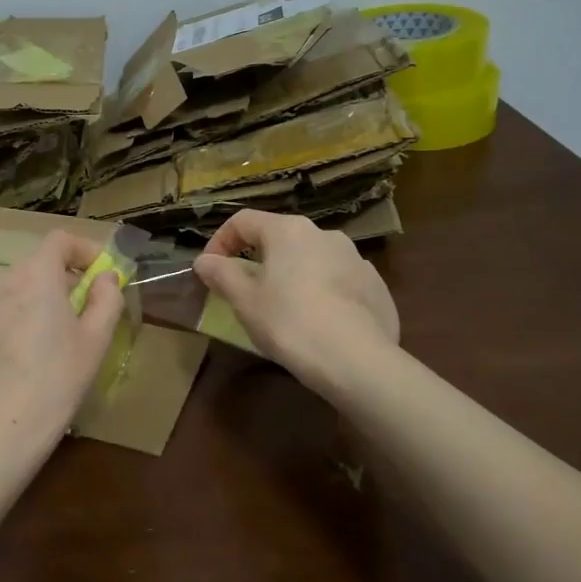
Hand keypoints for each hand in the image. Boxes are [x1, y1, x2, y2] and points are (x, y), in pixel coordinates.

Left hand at [0, 230, 123, 462]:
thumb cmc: (54, 382)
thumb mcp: (94, 341)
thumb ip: (106, 299)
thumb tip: (106, 278)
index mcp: (34, 273)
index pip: (60, 240)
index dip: (86, 250)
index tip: (105, 274)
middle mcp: (2, 277)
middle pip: (40, 262)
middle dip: (67, 277)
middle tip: (90, 308)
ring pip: (21, 285)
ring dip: (45, 296)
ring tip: (64, 332)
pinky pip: (5, 305)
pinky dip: (24, 312)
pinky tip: (35, 350)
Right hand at [193, 210, 398, 386]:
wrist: (358, 360)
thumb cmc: (290, 323)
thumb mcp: (245, 301)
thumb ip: (222, 274)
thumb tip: (204, 260)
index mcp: (288, 231)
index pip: (243, 221)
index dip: (220, 241)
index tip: (210, 269)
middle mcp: (324, 234)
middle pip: (280, 238)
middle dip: (258, 260)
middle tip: (245, 292)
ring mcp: (356, 259)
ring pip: (312, 259)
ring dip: (292, 276)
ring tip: (284, 310)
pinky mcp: (376, 286)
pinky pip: (339, 281)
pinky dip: (322, 293)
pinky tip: (319, 323)